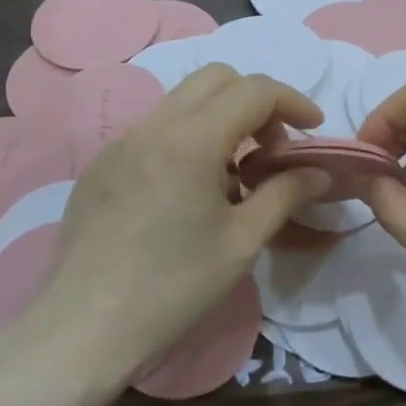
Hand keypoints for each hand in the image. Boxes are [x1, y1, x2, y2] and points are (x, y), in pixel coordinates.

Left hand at [32, 65, 330, 379]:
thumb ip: (285, 194)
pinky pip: (153, 131)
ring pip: (182, 102)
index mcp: (192, 139)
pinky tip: (186, 193)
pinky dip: (185, 139)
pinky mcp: (101, 165)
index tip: (314, 129)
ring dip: (219, 119)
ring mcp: (120, 142)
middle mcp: (153, 125)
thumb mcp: (242, 242)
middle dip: (255, 101)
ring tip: (234, 175)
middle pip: (215, 78)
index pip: (254, 90)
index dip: (293, 101)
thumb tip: (320, 172)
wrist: (85, 328)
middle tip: (273, 148)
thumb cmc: (173, 287)